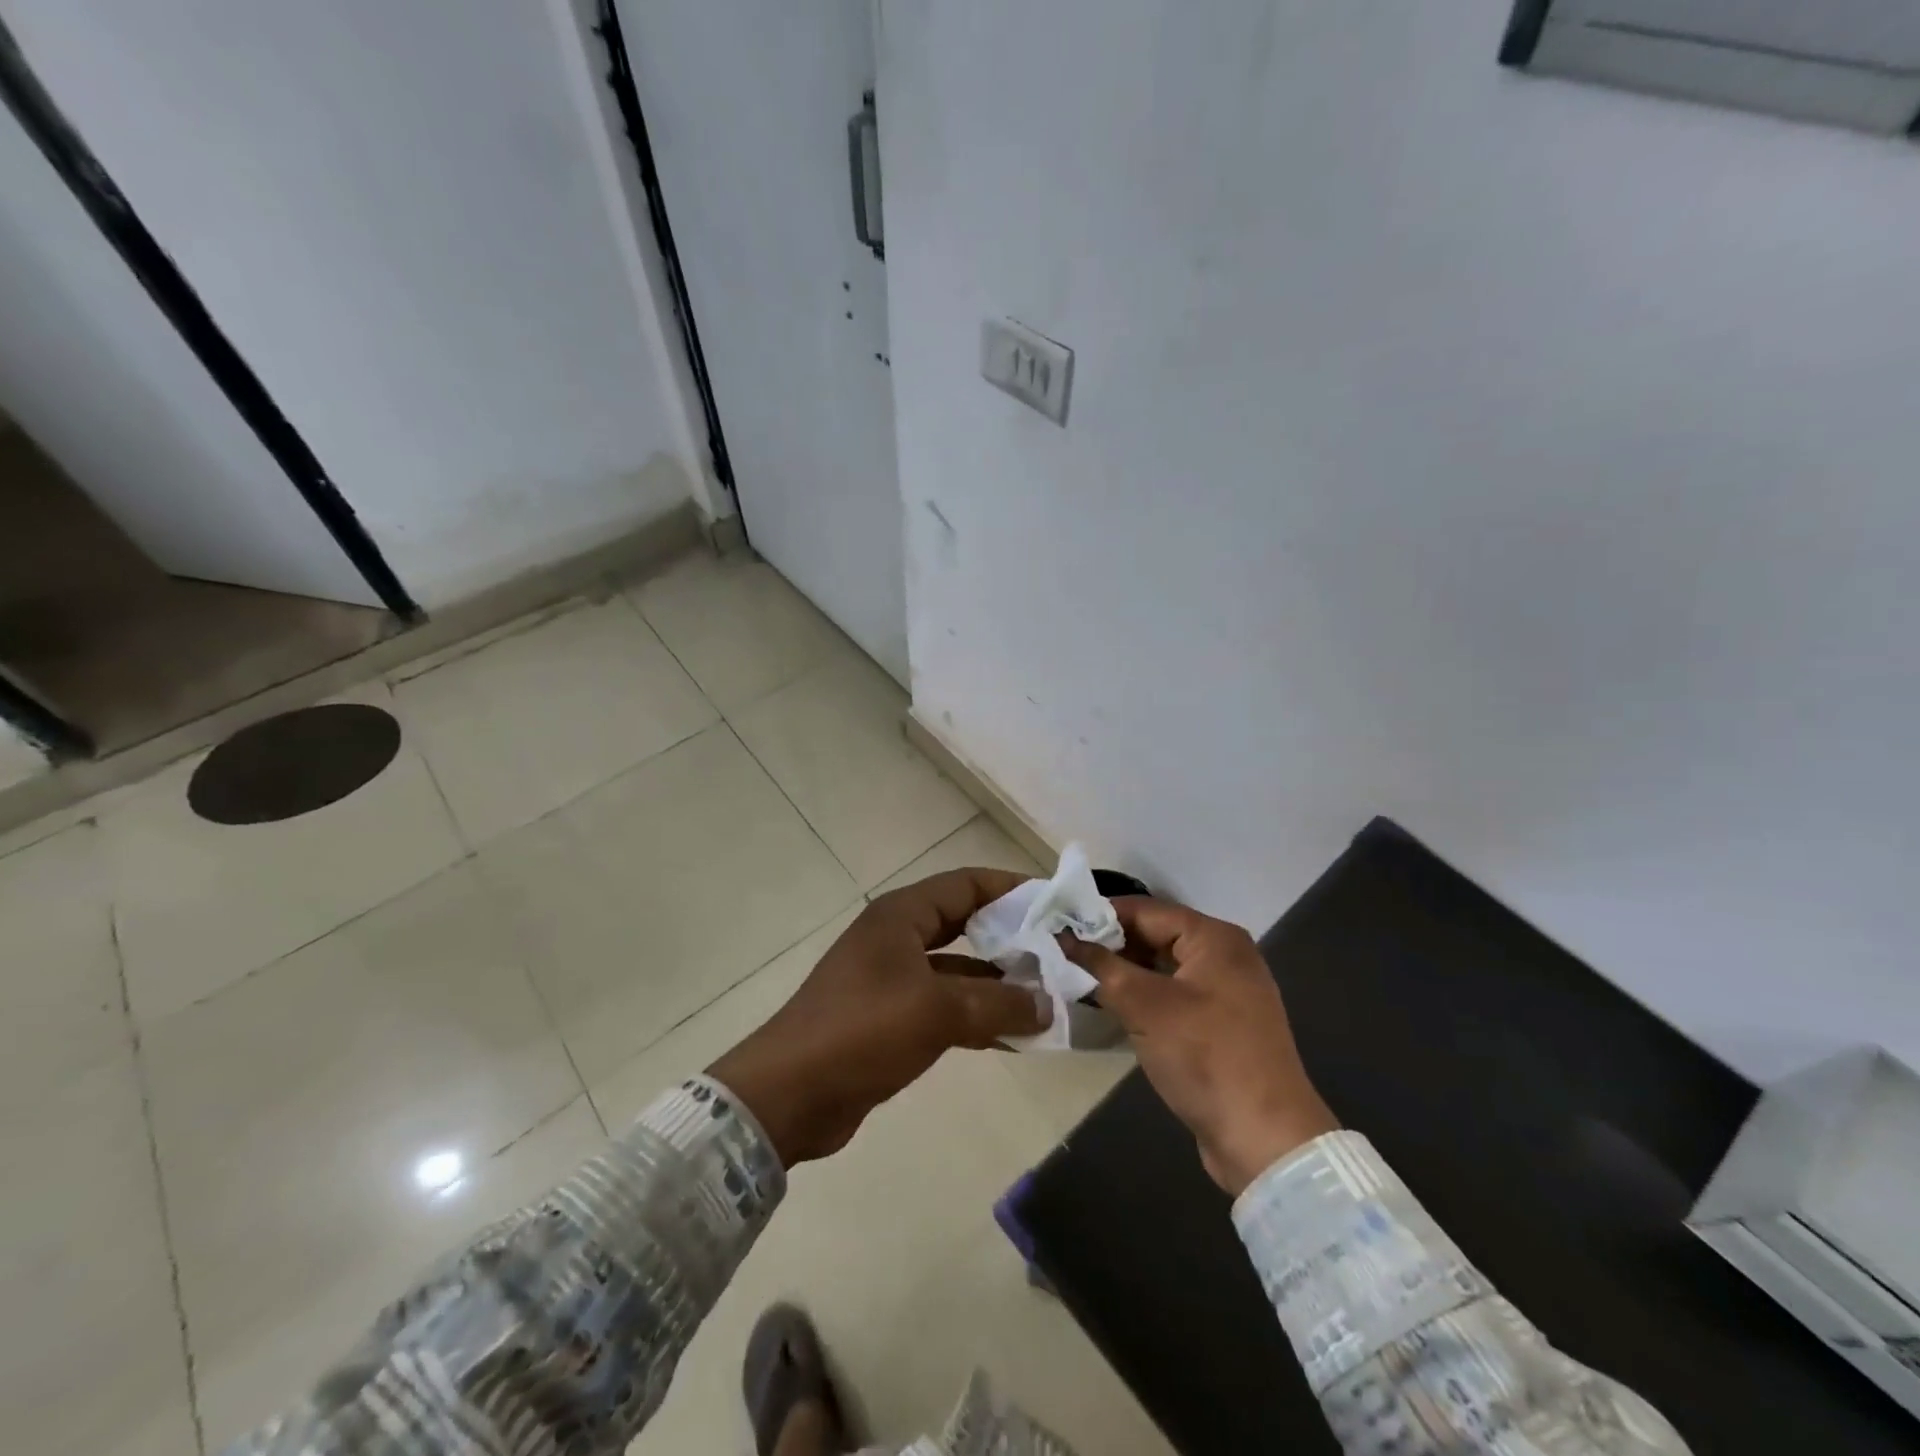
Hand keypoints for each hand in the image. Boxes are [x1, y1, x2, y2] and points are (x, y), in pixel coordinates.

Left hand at [708, 868, 1051, 1165]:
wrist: (789, 1095)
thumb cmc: (862, 1032)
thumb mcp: (936, 1011)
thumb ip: (997, 1003)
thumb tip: (1046, 1003)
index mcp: (901, 915)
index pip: (966, 884)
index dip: (1012, 888)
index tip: (1056, 903)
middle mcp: (897, 937)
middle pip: (965, 924)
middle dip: (1011, 937)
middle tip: (1059, 952)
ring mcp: (892, 978)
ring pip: (958, 969)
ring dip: (998, 982)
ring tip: (1048, 997)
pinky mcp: (890, 1017)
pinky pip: (945, 1005)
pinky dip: (977, 1014)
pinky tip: (1014, 1034)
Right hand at [1065, 897, 1337, 1194]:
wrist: (1265, 1139)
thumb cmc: (1205, 1057)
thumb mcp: (1144, 1006)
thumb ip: (1101, 966)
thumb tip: (1063, 937)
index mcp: (1214, 938)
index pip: (1145, 910)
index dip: (1100, 916)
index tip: (1058, 925)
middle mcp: (1225, 955)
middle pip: (1155, 935)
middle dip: (1110, 945)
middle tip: (1063, 954)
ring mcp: (1227, 992)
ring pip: (1163, 967)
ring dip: (1124, 972)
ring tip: (1078, 978)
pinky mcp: (1222, 1024)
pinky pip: (1174, 995)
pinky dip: (1144, 996)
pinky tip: (1112, 1007)